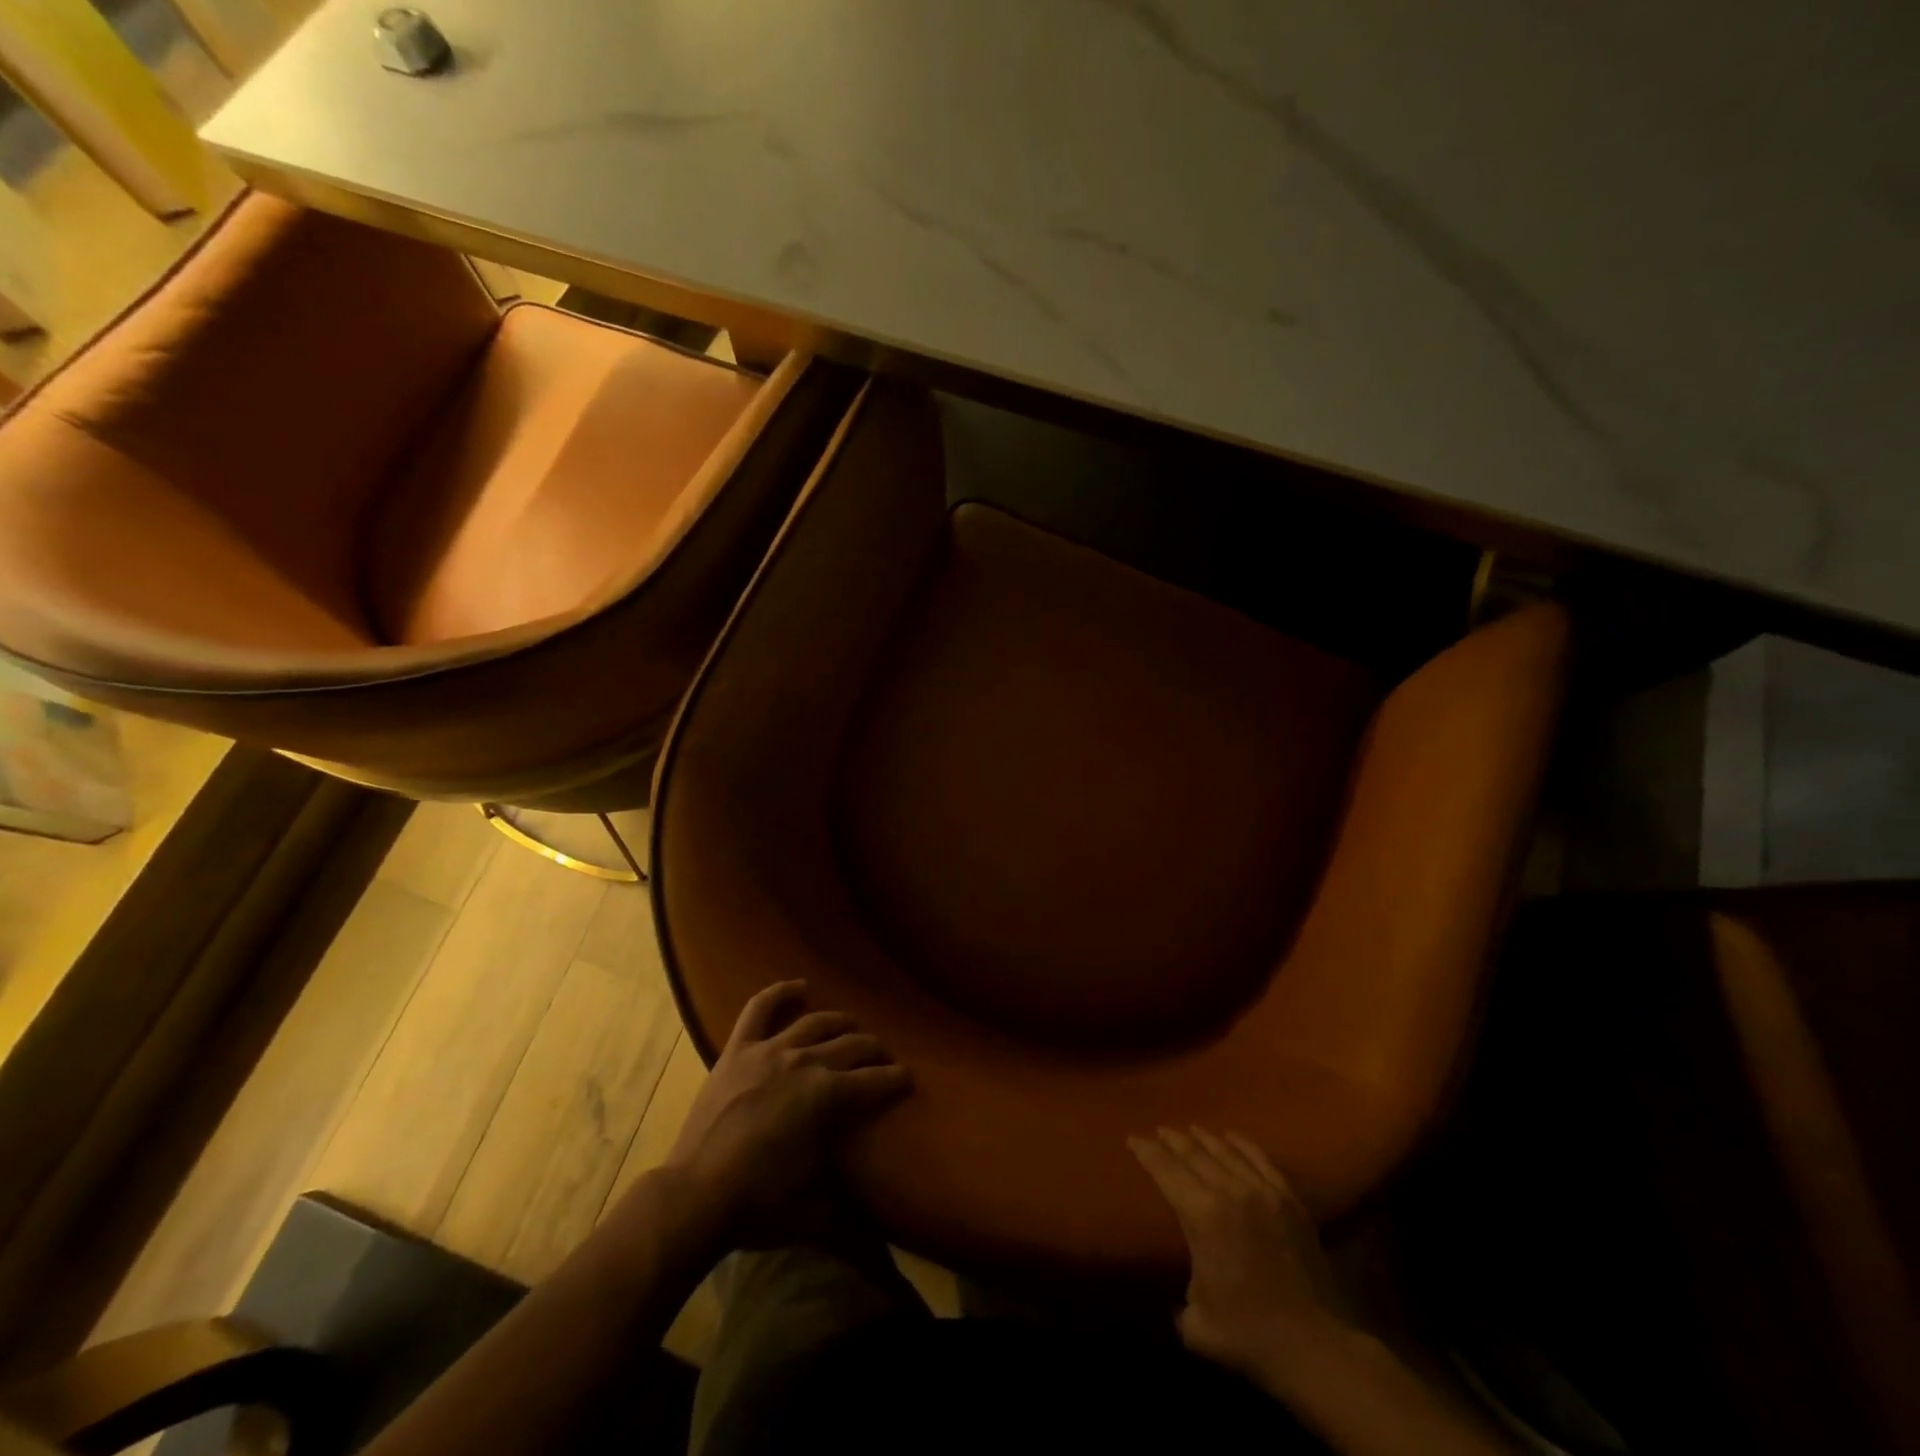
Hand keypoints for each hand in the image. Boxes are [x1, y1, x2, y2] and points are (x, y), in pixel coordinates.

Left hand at [663, 980, 910, 1245]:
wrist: (694, 1196)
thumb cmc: (759, 1205)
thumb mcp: (815, 1214)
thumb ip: (854, 1225)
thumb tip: (888, 1262)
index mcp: (828, 1096)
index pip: (876, 1082)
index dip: (895, 1080)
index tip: (907, 1079)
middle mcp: (805, 1062)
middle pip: (851, 1045)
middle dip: (873, 1050)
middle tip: (881, 1058)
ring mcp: (769, 1050)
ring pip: (816, 1022)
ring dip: (838, 1023)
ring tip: (850, 1027)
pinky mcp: (738, 1050)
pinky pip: (760, 1009)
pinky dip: (780, 993)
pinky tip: (798, 986)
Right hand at [1130, 1126, 1350, 1383]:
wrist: (1314, 1346)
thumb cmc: (1249, 1335)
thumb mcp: (1196, 1322)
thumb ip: (1180, 1296)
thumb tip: (1181, 1289)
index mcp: (1201, 1214)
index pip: (1165, 1170)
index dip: (1146, 1151)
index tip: (1133, 1138)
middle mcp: (1229, 1191)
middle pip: (1194, 1153)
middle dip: (1172, 1140)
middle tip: (1159, 1130)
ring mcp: (1263, 1191)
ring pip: (1226, 1151)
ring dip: (1204, 1137)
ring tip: (1189, 1129)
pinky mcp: (1289, 1200)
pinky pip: (1261, 1159)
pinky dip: (1242, 1144)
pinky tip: (1231, 1136)